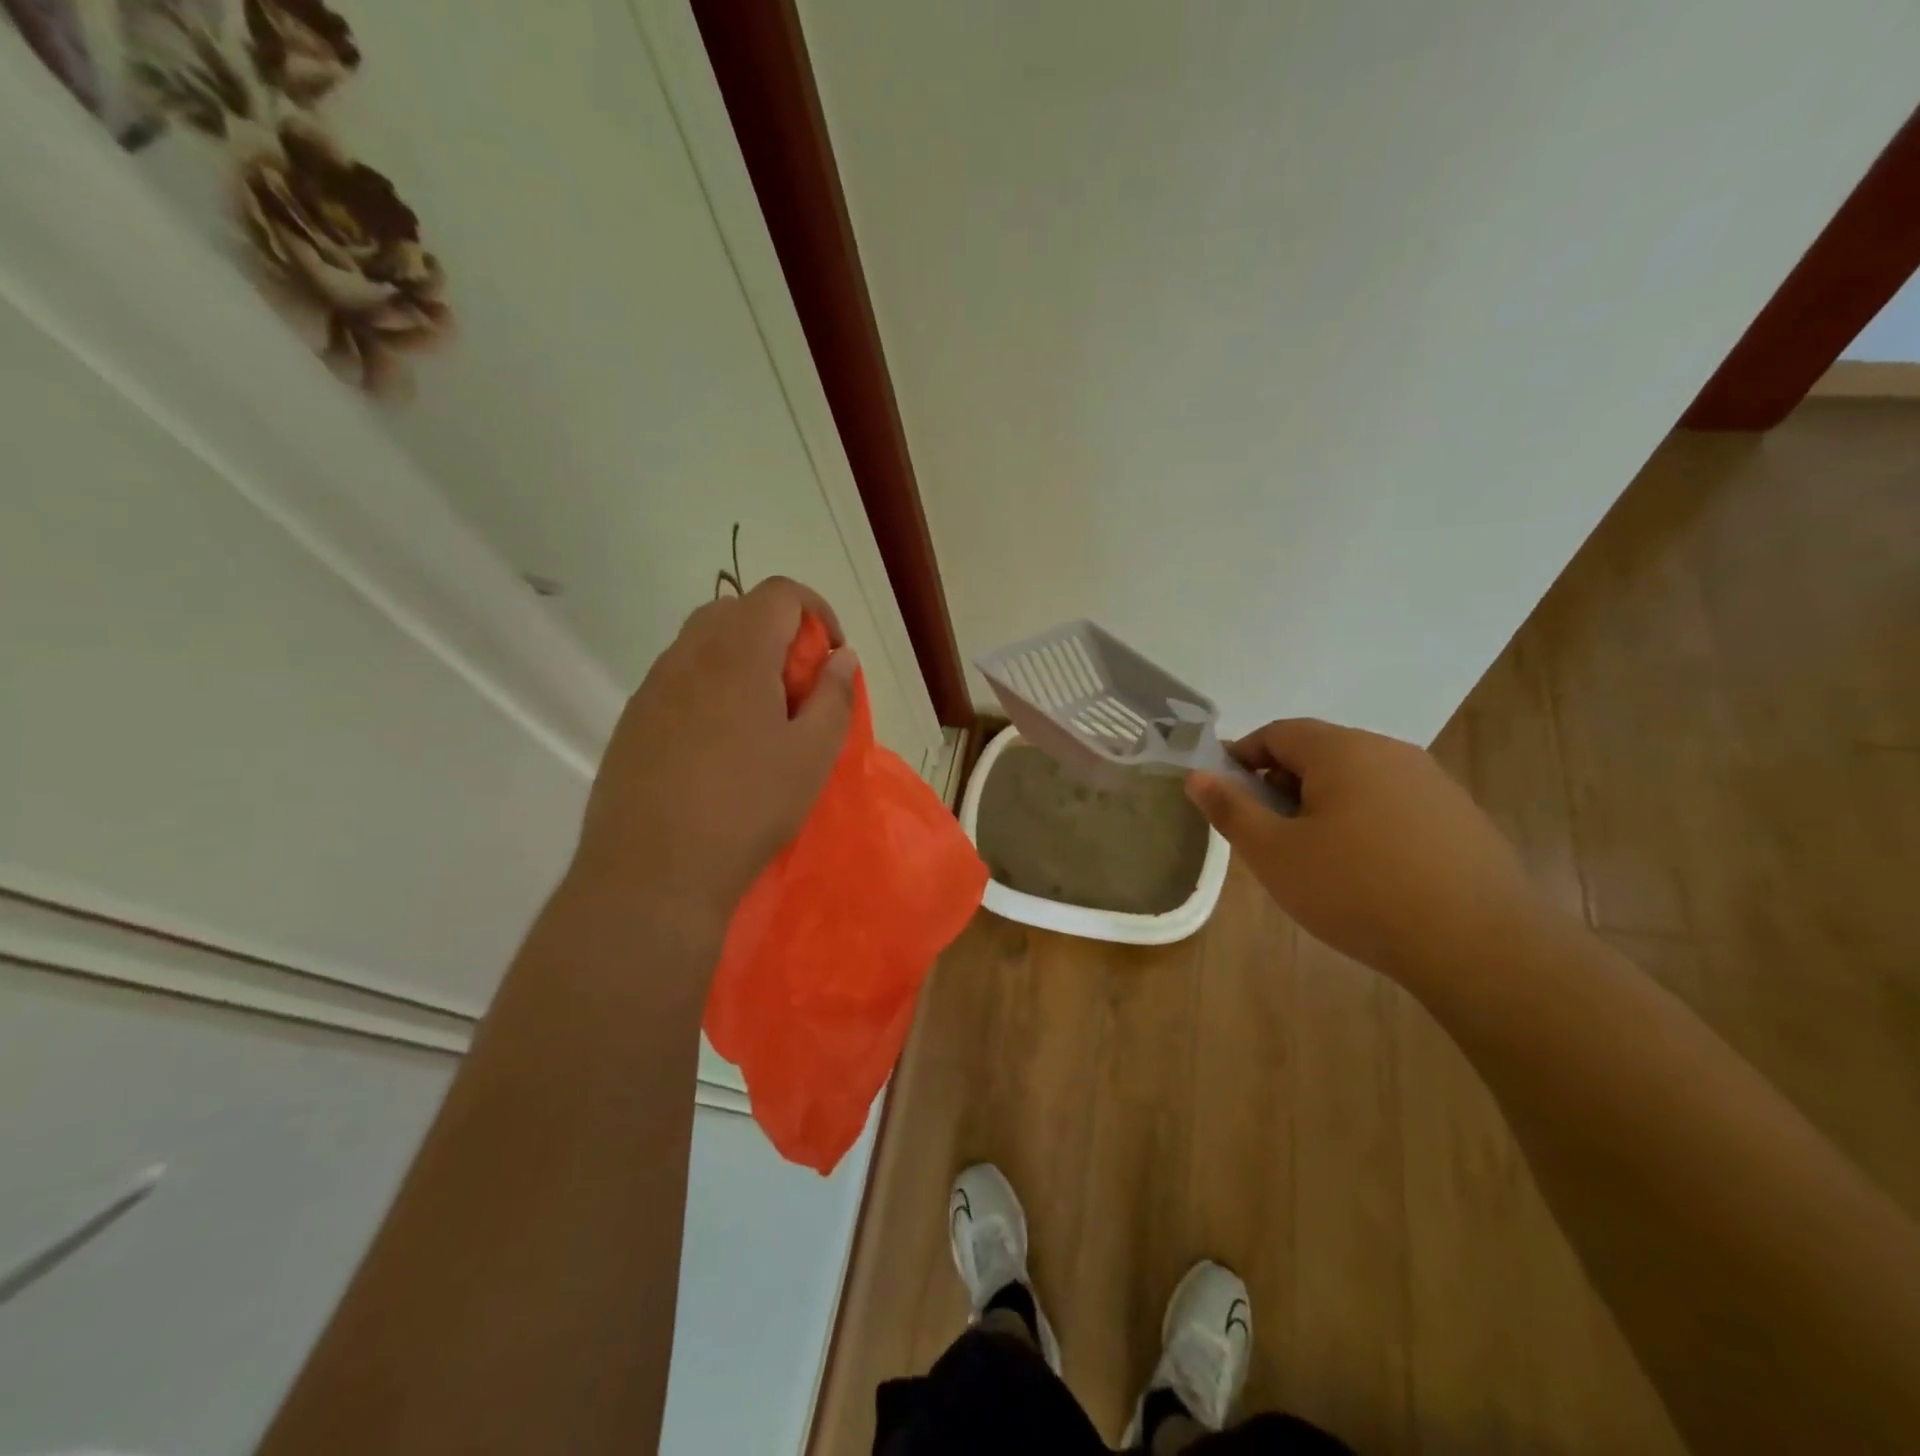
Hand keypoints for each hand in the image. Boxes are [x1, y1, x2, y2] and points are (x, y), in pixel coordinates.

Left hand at [571, 577, 857, 924]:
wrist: (651, 871)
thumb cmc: (747, 807)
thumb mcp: (812, 755)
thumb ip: (834, 696)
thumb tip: (841, 658)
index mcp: (737, 652)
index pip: (780, 593)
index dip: (817, 611)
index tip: (830, 657)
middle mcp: (688, 654)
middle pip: (738, 611)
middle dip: (778, 634)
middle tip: (799, 687)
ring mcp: (653, 687)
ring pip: (703, 645)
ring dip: (742, 661)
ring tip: (762, 719)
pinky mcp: (632, 721)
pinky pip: (679, 680)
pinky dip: (710, 688)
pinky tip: (720, 746)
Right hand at [1185, 718, 1545, 986]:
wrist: (1480, 945)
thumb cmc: (1357, 890)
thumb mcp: (1274, 854)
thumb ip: (1231, 809)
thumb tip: (1197, 775)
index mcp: (1342, 750)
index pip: (1278, 732)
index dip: (1243, 757)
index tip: (1226, 796)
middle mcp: (1389, 752)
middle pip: (1319, 753)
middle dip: (1282, 785)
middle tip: (1267, 835)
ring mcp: (1431, 783)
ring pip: (1357, 780)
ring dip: (1323, 806)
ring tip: (1315, 858)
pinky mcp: (1459, 818)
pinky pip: (1393, 805)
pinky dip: (1364, 824)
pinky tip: (1367, 873)